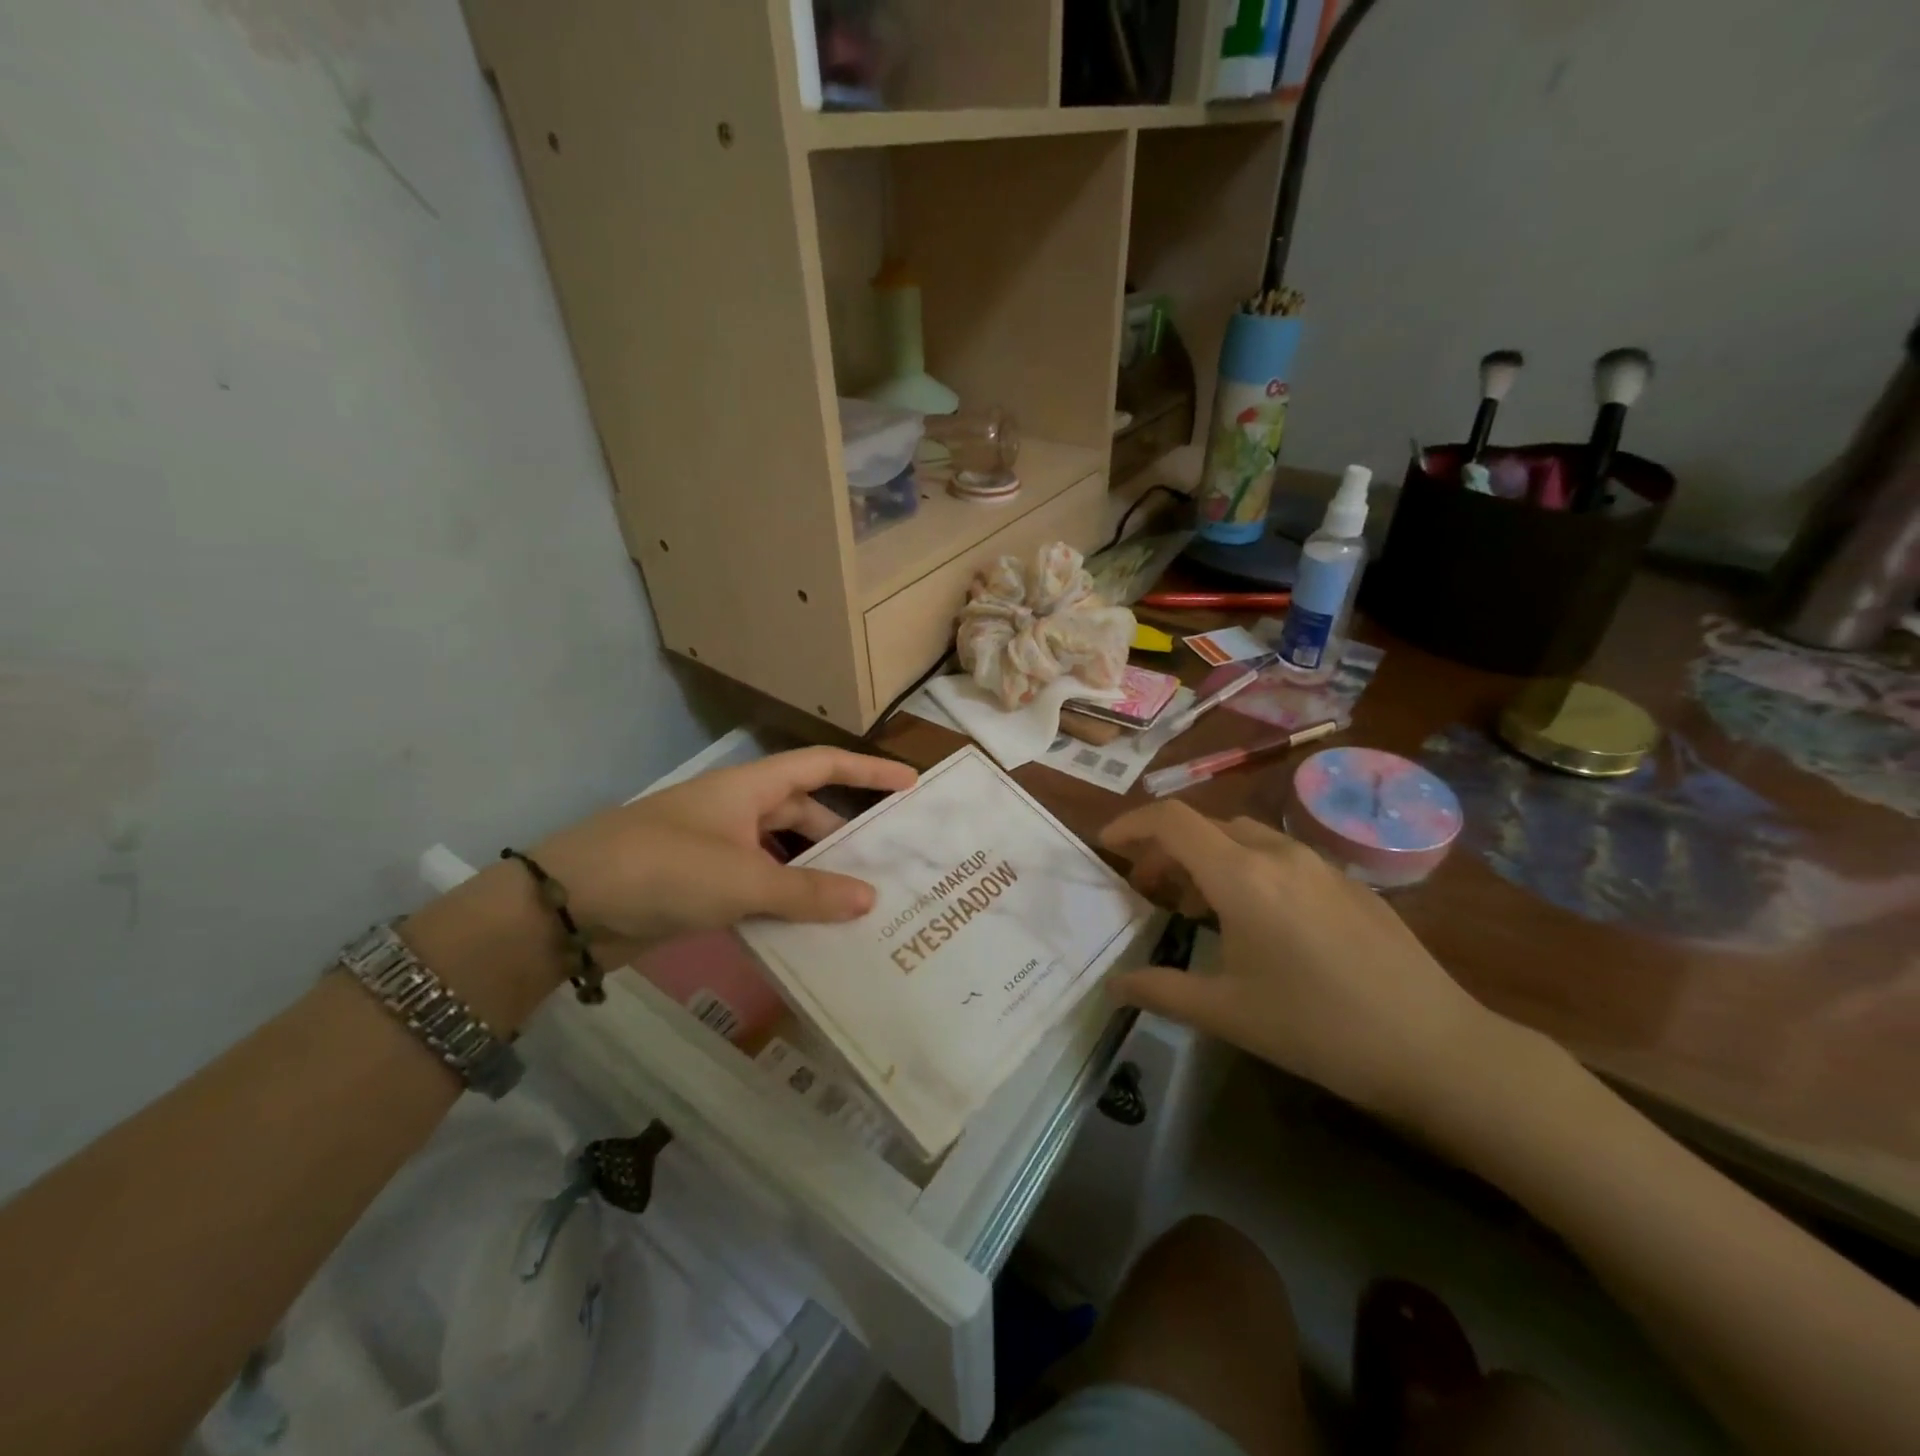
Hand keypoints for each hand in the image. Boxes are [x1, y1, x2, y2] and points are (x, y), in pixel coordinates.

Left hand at [536, 747, 918, 948]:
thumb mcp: (742, 880)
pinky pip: (758, 887)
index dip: (867, 771)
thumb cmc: (663, 869)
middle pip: (805, 814)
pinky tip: (809, 929)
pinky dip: (784, 902)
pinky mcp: (701, 885)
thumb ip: (807, 892)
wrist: (568, 907)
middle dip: (844, 836)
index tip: (909, 784)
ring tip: (858, 903)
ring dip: (814, 876)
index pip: (821, 766)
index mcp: (750, 788)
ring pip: (782, 855)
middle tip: (888, 863)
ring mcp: (718, 849)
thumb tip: (869, 900)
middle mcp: (738, 812)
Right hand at [1099, 802, 1505, 1122]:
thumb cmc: (1318, 1027)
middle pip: (1205, 826)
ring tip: (1198, 907)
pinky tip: (1258, 921)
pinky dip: (1247, 869)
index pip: (1172, 821)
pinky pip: (1281, 857)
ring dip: (1208, 858)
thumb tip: (1113, 986)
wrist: (1436, 1047)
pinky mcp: (1349, 883)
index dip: (1131, 824)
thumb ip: (1161, 991)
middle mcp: (1278, 855)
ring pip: (1244, 838)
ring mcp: (1320, 864)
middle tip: (1147, 889)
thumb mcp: (1228, 1013)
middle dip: (1165, 849)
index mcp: (1242, 876)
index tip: (1107, 845)